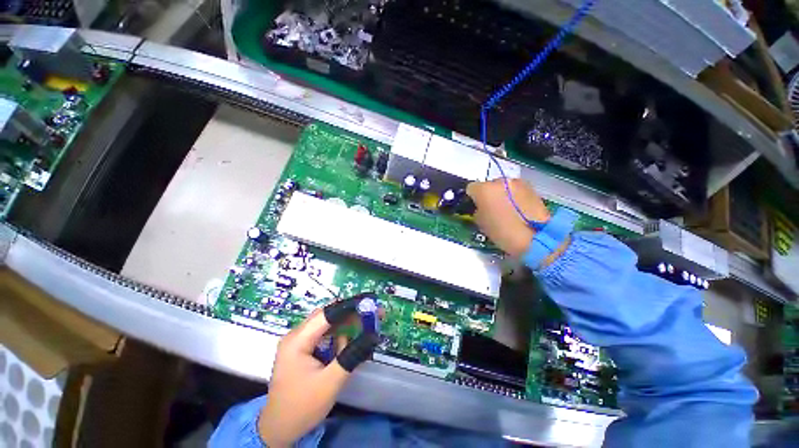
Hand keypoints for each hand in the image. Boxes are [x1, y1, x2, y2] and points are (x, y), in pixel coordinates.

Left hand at [258, 299, 378, 446]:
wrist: (279, 430)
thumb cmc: (302, 406)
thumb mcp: (331, 382)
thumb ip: (352, 355)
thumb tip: (373, 335)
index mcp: (298, 340)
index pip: (328, 313)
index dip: (350, 306)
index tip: (371, 303)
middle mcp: (296, 335)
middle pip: (328, 315)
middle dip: (351, 314)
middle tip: (373, 316)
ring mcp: (297, 341)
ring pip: (327, 324)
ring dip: (346, 324)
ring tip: (365, 328)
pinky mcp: (301, 349)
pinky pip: (323, 334)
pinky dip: (338, 335)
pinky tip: (348, 343)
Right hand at [466, 178, 550, 257]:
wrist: (535, 237)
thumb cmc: (502, 231)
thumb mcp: (481, 222)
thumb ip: (478, 210)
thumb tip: (482, 207)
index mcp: (484, 189)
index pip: (471, 188)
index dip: (472, 197)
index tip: (475, 206)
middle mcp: (500, 181)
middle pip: (490, 185)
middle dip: (489, 195)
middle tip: (492, 208)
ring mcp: (518, 183)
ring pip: (504, 187)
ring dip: (503, 195)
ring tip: (507, 210)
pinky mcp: (532, 188)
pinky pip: (517, 191)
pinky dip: (515, 197)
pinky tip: (518, 210)